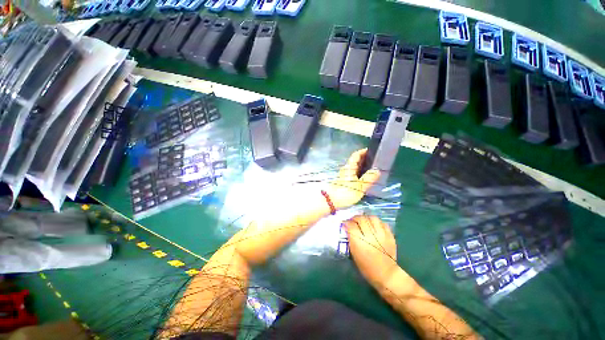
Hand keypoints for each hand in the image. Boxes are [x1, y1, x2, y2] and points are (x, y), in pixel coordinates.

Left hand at [325, 149, 380, 209]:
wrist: (332, 201)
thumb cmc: (346, 192)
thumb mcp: (360, 186)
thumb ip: (369, 178)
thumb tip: (377, 170)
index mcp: (349, 167)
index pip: (356, 155)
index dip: (362, 151)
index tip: (371, 150)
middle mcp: (346, 169)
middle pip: (355, 161)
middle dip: (364, 159)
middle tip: (375, 161)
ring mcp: (344, 175)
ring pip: (355, 168)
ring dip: (363, 167)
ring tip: (373, 169)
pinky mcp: (344, 182)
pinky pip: (354, 174)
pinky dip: (360, 173)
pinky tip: (365, 179)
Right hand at [344, 215, 398, 288]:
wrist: (386, 275)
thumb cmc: (367, 267)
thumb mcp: (354, 253)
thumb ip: (351, 239)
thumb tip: (348, 228)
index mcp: (359, 242)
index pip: (351, 225)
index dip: (347, 222)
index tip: (345, 223)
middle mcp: (370, 236)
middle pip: (361, 219)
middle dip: (355, 218)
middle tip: (353, 220)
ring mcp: (381, 235)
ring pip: (372, 218)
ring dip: (366, 218)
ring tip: (364, 221)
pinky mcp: (390, 236)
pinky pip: (383, 223)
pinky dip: (377, 222)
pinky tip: (374, 226)